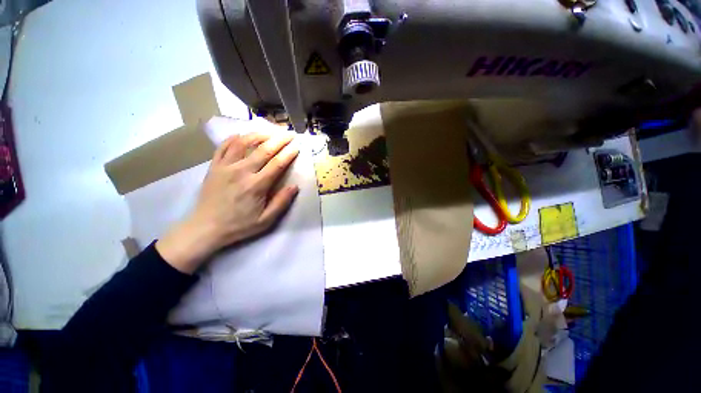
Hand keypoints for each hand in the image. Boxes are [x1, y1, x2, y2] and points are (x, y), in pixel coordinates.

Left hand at [156, 131, 299, 273]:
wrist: (206, 228)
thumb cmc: (239, 225)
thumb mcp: (266, 220)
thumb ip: (281, 202)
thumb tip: (294, 186)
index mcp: (256, 185)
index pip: (277, 164)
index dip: (288, 153)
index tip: (296, 146)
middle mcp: (241, 172)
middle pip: (263, 150)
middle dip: (279, 140)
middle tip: (288, 133)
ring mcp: (225, 167)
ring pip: (243, 143)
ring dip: (258, 135)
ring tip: (269, 131)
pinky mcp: (214, 167)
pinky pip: (223, 147)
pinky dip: (233, 138)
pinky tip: (241, 135)